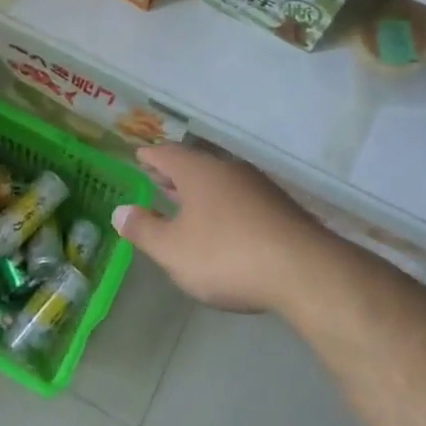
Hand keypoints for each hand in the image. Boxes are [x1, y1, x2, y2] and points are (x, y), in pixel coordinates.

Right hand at [113, 144, 323, 313]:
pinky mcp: (281, 209)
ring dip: (201, 191)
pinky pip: (242, 199)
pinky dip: (224, 206)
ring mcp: (259, 187)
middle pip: (195, 165)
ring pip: (221, 181)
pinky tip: (225, 226)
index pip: (166, 154)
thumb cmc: (227, 256)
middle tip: (157, 178)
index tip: (138, 156)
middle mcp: (228, 170)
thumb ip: (144, 230)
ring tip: (187, 203)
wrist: (306, 272)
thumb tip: (120, 212)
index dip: (150, 156)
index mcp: (198, 172)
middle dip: (174, 173)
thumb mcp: (173, 251)